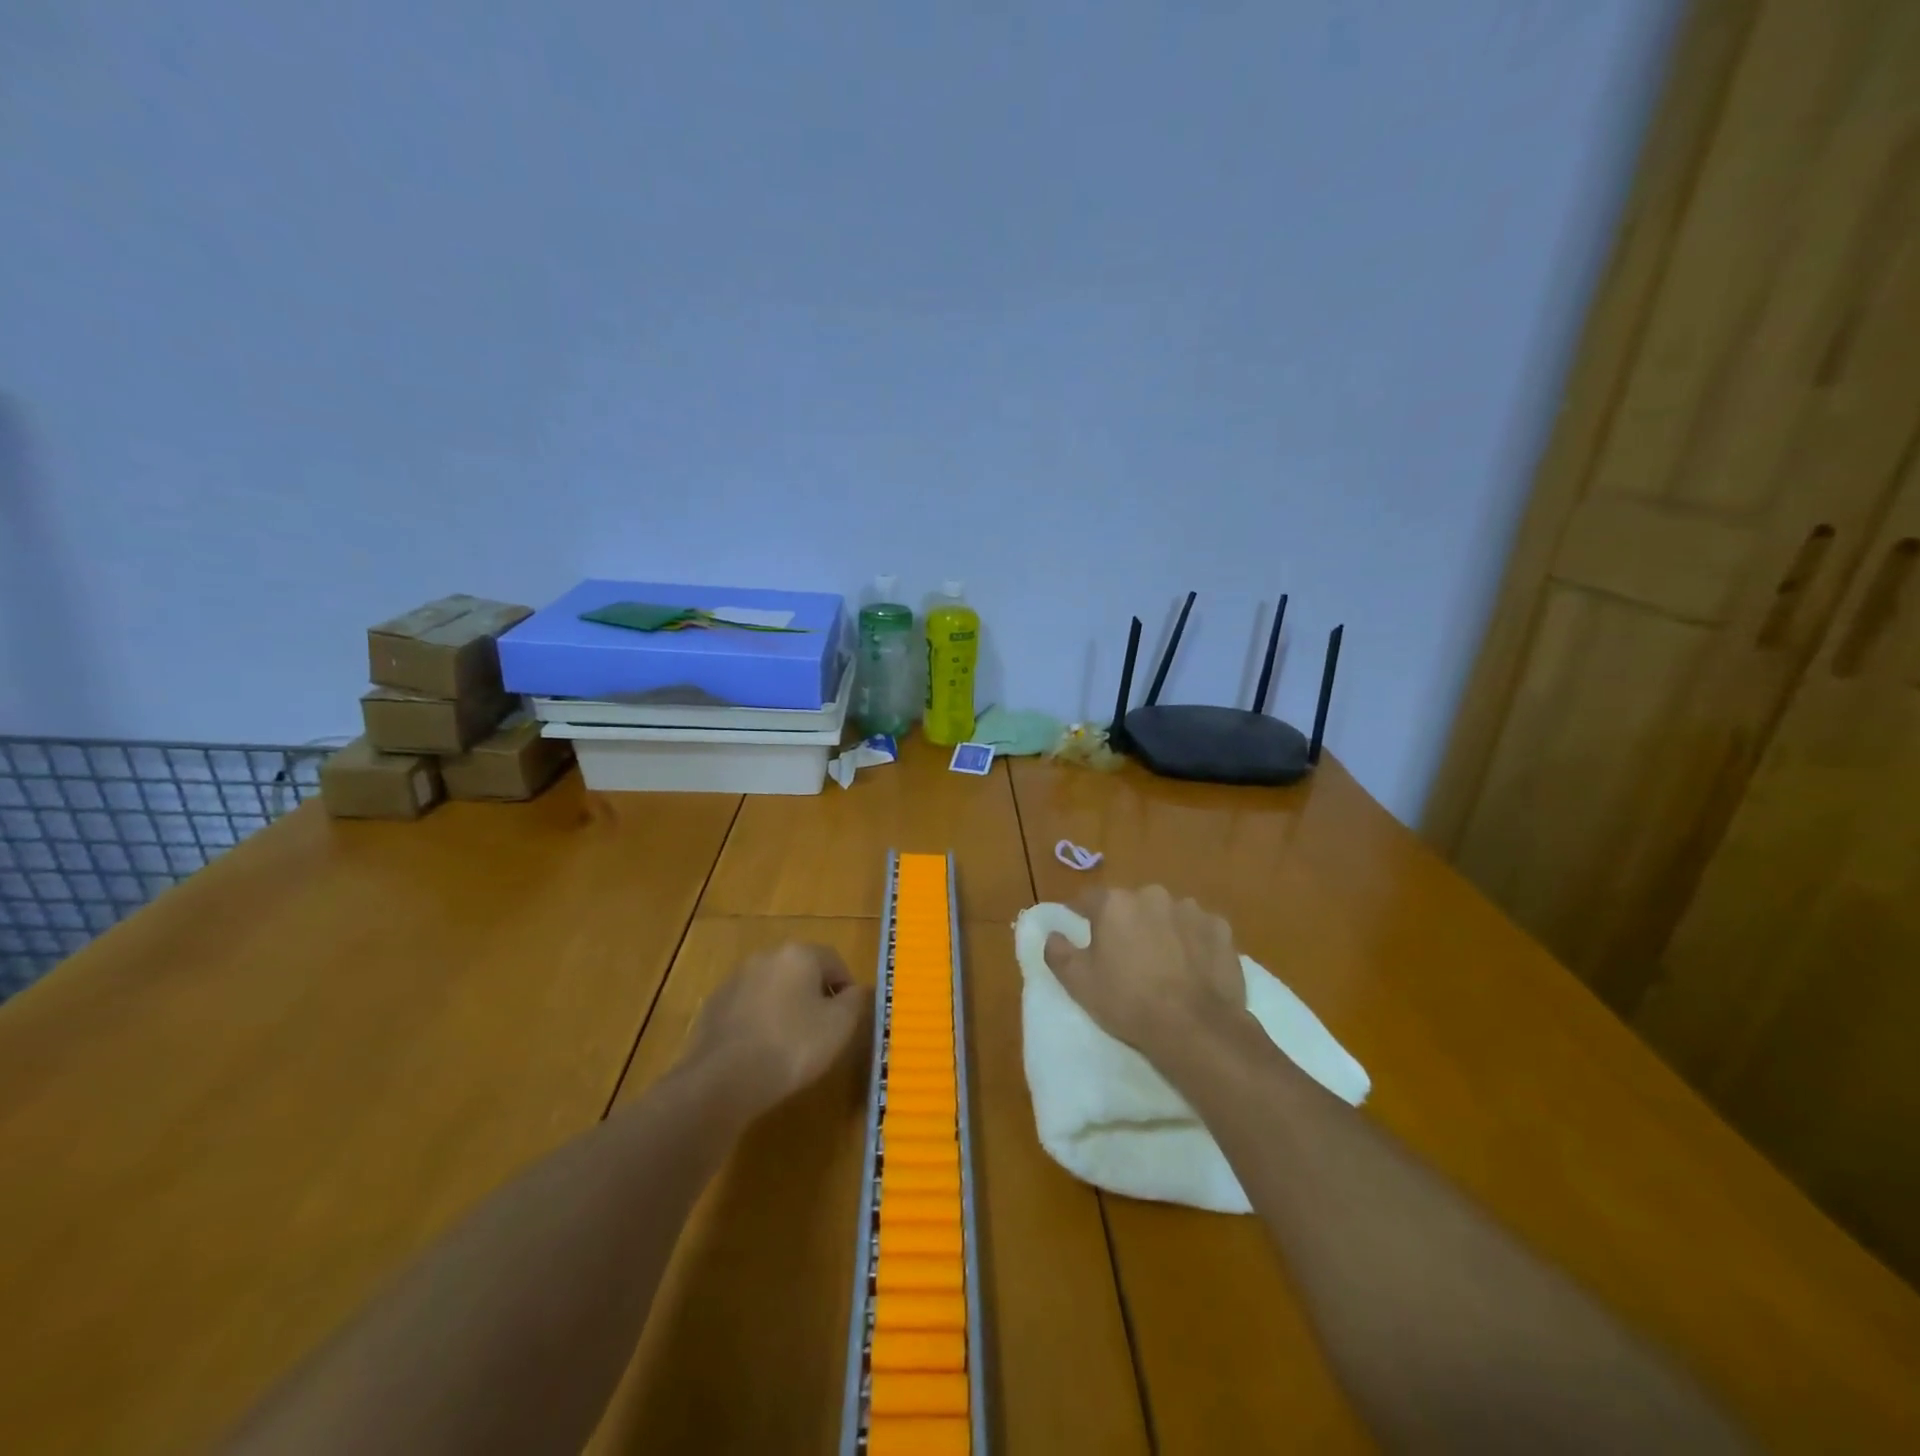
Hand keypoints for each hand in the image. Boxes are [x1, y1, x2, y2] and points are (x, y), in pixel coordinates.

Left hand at [682, 943, 863, 1119]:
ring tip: (790, 1043)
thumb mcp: (839, 1026)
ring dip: (784, 1006)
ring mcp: (735, 979)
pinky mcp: (713, 1005)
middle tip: (822, 1029)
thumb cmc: (792, 1046)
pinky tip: (760, 1050)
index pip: (834, 961)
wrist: (722, 1080)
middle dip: (814, 994)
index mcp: (798, 954)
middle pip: (800, 970)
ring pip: (772, 988)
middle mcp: (765, 957)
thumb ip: (855, 1001)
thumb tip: (856, 990)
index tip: (847, 1017)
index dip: (846, 987)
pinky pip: (747, 1007)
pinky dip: (759, 1021)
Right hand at [1043, 885, 1246, 1059]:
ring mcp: (1191, 910)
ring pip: (1167, 915)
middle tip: (1126, 954)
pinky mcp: (1220, 929)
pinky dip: (1193, 942)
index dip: (1082, 914)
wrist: (1195, 1028)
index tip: (1080, 929)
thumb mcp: (1078, 982)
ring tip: (1164, 964)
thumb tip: (1053, 934)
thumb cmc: (1128, 1001)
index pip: (1088, 899)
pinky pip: (1199, 930)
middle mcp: (1152, 895)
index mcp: (1115, 903)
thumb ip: (1058, 951)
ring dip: (1162, 930)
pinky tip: (1193, 968)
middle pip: (1131, 905)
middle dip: (1127, 922)